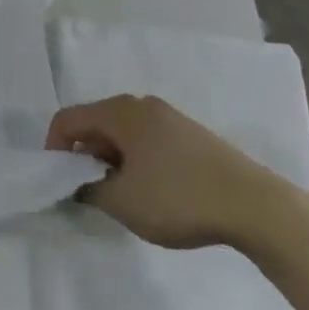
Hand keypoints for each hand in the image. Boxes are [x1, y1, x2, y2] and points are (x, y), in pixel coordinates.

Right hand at [45, 95, 298, 250]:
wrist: (254, 205)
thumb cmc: (179, 198)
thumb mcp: (123, 202)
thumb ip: (88, 190)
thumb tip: (78, 183)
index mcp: (120, 112)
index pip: (67, 119)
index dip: (54, 149)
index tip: (58, 183)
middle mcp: (141, 104)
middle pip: (95, 122)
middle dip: (84, 156)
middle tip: (89, 192)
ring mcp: (168, 117)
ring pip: (122, 133)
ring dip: (111, 160)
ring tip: (122, 196)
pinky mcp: (190, 134)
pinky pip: (146, 140)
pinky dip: (135, 160)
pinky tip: (152, 191)